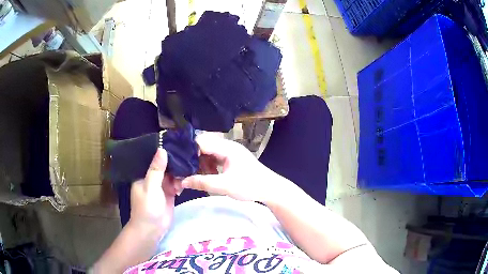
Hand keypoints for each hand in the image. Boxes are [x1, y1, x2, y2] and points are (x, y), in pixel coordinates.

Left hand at [129, 148, 178, 234]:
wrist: (152, 230)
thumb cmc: (148, 208)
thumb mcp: (151, 187)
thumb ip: (157, 169)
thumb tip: (162, 148)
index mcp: (144, 175)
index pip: (154, 160)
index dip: (164, 153)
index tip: (178, 145)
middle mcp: (152, 179)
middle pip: (165, 167)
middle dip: (174, 165)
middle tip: (186, 162)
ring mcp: (161, 187)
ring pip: (172, 175)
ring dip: (178, 176)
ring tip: (182, 180)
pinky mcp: (169, 194)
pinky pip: (176, 184)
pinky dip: (180, 184)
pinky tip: (182, 186)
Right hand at [182, 133, 278, 202]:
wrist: (269, 189)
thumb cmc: (250, 185)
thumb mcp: (224, 186)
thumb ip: (202, 182)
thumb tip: (182, 181)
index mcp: (226, 147)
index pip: (201, 141)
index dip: (188, 150)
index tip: (178, 160)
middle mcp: (227, 146)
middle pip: (204, 146)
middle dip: (193, 157)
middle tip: (184, 168)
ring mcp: (230, 152)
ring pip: (209, 152)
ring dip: (201, 162)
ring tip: (195, 173)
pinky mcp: (231, 159)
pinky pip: (215, 158)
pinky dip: (209, 165)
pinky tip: (208, 174)